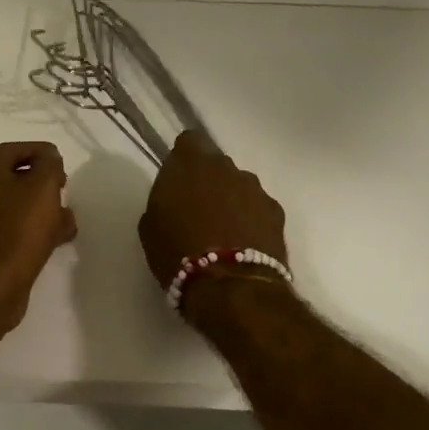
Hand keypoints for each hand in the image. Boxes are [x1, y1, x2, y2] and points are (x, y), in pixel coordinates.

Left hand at [0, 141, 77, 341]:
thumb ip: (49, 164)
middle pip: (11, 178)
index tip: (62, 164)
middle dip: (42, 184)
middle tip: (63, 192)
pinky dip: (26, 230)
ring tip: (65, 222)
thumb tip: (48, 158)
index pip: (14, 149)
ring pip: (11, 206)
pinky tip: (50, 242)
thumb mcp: (43, 187)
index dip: (42, 153)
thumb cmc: (18, 230)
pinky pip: (5, 229)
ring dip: (38, 210)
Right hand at [138, 131, 287, 290]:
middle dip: (208, 181)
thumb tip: (175, 197)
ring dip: (231, 200)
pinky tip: (244, 244)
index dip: (184, 158)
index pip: (190, 141)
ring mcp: (256, 189)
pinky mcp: (277, 213)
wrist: (231, 288)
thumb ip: (164, 199)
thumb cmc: (179, 255)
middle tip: (198, 210)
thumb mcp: (151, 226)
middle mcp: (227, 168)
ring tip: (223, 232)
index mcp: (192, 164)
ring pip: (239, 186)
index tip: (178, 179)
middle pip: (217, 164)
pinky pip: (258, 208)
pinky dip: (251, 220)